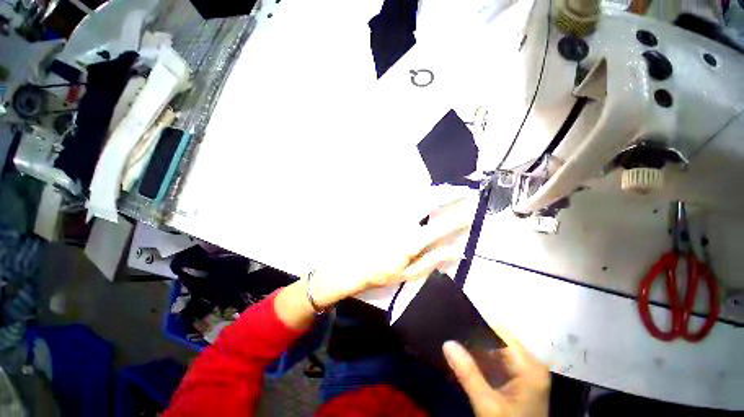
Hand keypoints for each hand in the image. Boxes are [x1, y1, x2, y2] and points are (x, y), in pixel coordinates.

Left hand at [310, 195, 475, 307]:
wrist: (351, 266)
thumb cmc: (380, 273)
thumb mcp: (409, 273)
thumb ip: (433, 260)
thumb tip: (458, 251)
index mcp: (411, 242)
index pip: (440, 227)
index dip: (458, 218)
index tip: (472, 210)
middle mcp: (403, 224)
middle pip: (428, 204)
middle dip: (448, 195)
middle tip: (462, 190)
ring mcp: (391, 216)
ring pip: (415, 198)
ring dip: (433, 191)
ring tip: (447, 188)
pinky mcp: (382, 213)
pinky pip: (400, 199)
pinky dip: (414, 194)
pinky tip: (421, 192)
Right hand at [443, 335, 549, 416]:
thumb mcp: (487, 404)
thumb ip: (468, 373)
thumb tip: (447, 343)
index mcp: (529, 366)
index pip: (502, 333)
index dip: (479, 325)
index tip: (457, 321)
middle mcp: (531, 364)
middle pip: (500, 340)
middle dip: (476, 337)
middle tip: (453, 334)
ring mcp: (527, 371)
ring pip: (498, 349)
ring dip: (478, 349)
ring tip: (457, 344)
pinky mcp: (521, 379)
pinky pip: (500, 360)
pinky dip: (484, 360)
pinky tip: (468, 360)